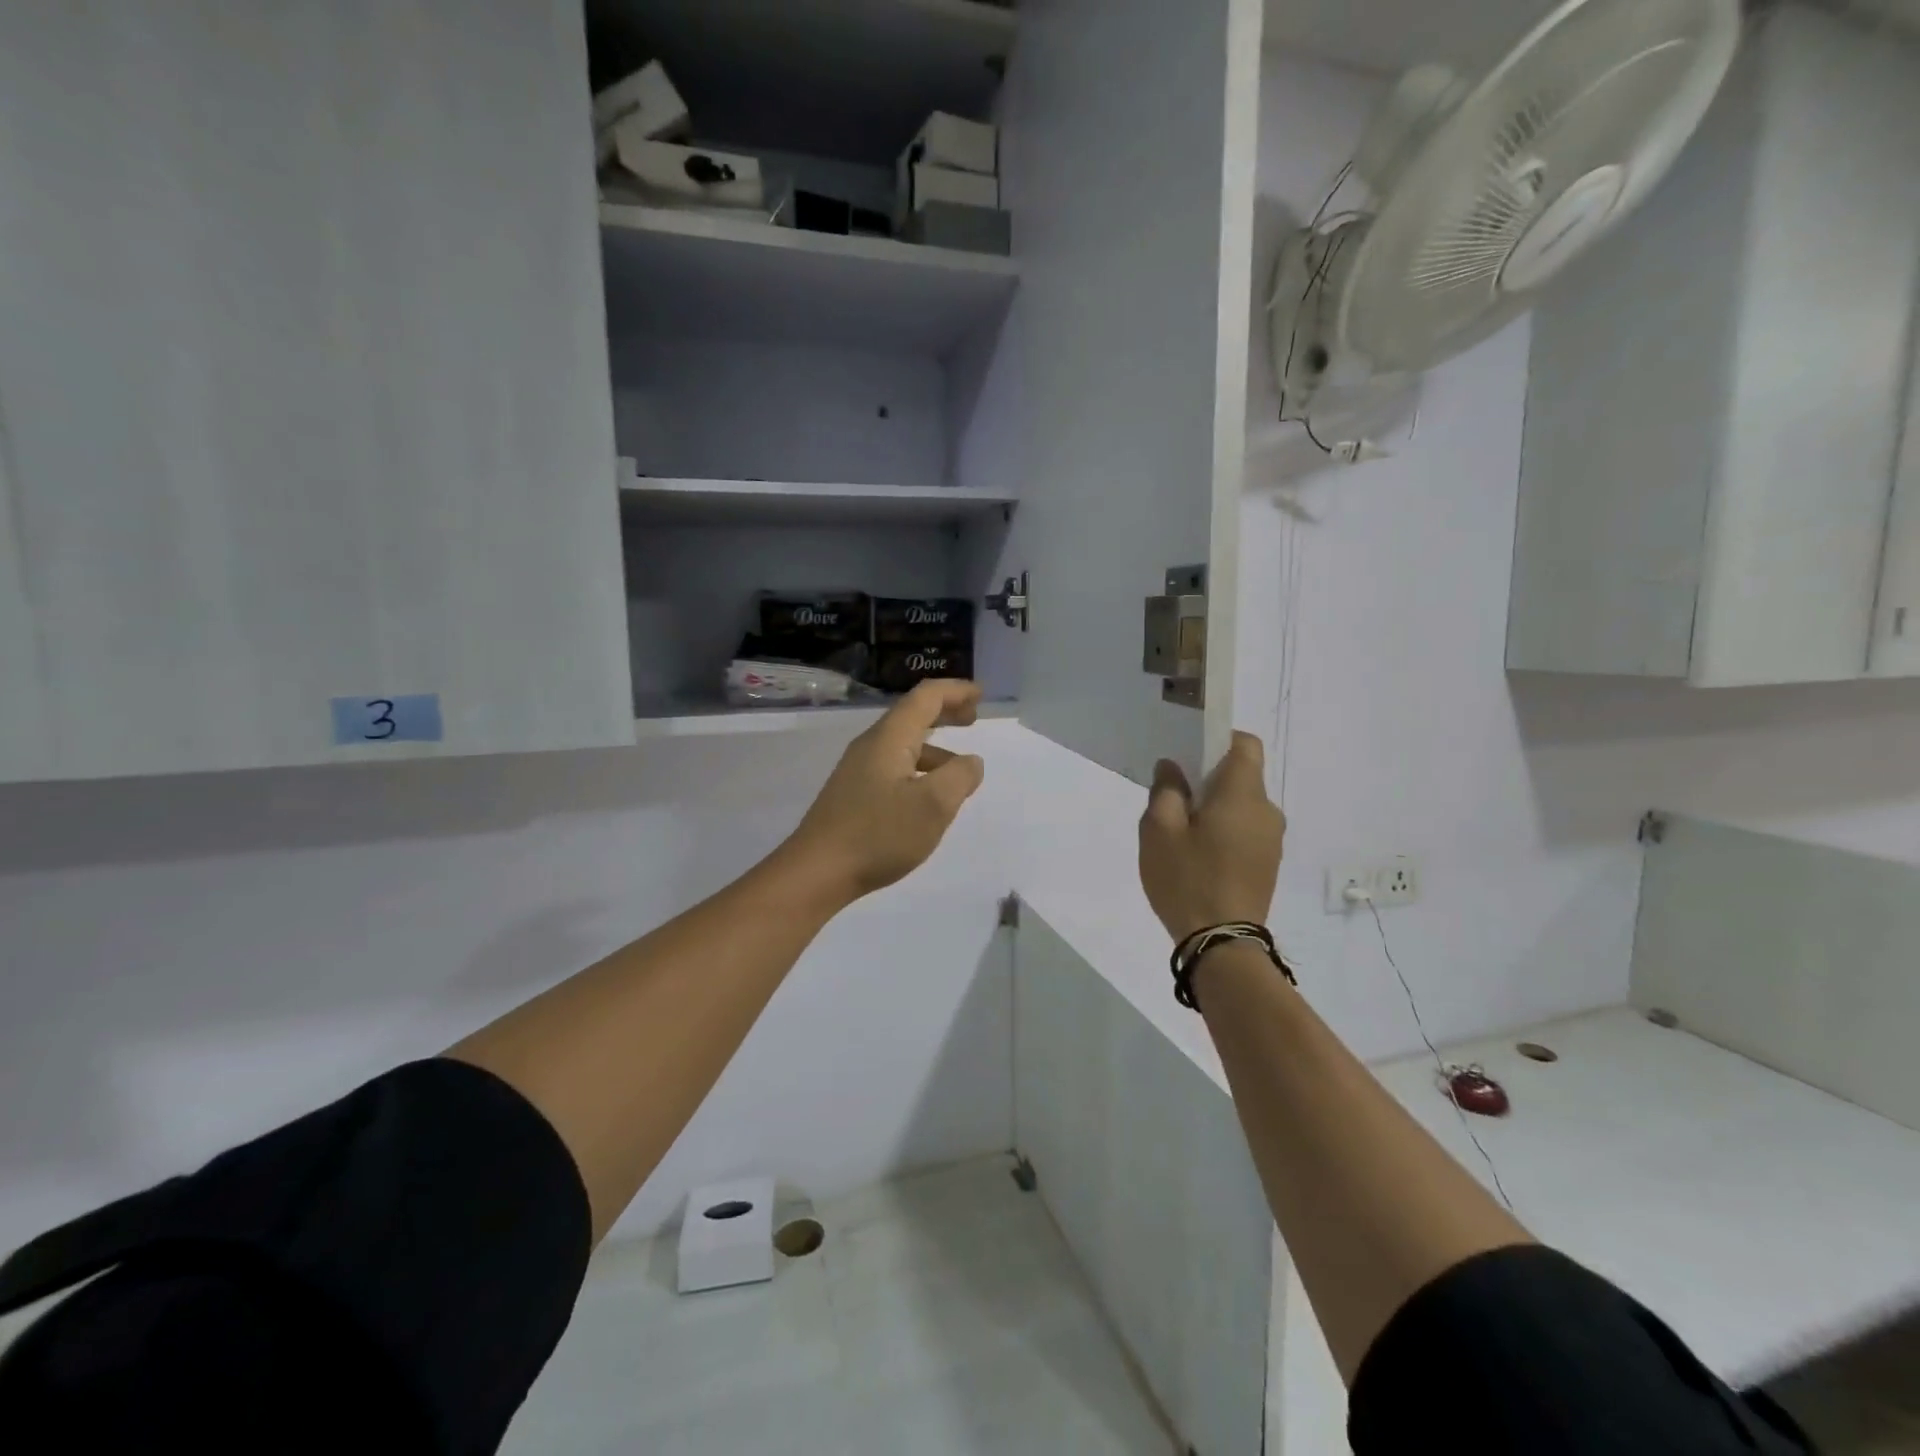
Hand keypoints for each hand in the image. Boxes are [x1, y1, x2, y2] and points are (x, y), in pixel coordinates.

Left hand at [778, 681, 986, 907]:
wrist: (817, 871)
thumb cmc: (879, 834)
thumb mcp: (934, 805)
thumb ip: (960, 777)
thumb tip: (971, 762)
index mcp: (889, 738)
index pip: (925, 697)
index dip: (955, 691)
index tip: (980, 695)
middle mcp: (871, 746)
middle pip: (912, 716)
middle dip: (945, 712)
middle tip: (973, 719)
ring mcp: (859, 771)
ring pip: (903, 746)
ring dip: (935, 748)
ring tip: (960, 772)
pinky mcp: (854, 794)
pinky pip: (894, 768)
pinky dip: (919, 770)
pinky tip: (928, 799)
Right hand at [1139, 732, 1285, 942]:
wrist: (1221, 943)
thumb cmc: (1187, 878)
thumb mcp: (1159, 830)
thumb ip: (1166, 790)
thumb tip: (1172, 767)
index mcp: (1243, 794)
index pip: (1245, 744)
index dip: (1219, 740)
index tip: (1190, 756)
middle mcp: (1267, 810)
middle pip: (1242, 776)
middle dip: (1209, 779)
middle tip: (1174, 801)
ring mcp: (1273, 840)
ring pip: (1243, 805)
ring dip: (1216, 808)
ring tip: (1183, 835)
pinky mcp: (1269, 864)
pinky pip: (1247, 830)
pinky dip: (1226, 831)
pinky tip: (1200, 856)